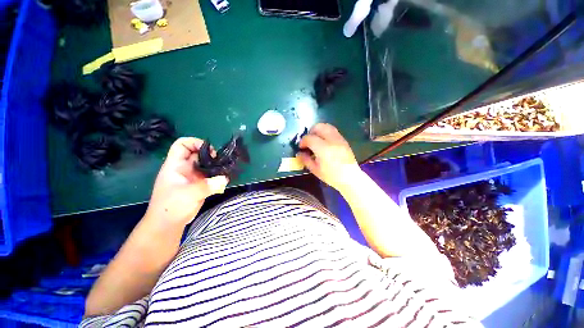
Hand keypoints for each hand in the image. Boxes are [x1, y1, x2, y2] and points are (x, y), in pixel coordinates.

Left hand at [144, 138, 228, 226]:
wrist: (169, 224)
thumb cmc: (170, 207)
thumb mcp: (188, 194)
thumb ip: (206, 186)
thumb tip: (225, 178)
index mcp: (176, 165)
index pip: (182, 145)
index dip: (195, 143)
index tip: (210, 151)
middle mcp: (185, 168)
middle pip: (198, 153)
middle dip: (211, 155)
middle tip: (221, 161)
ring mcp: (193, 176)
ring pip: (207, 164)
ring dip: (217, 166)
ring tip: (226, 170)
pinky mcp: (200, 184)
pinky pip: (211, 175)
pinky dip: (218, 176)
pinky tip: (224, 180)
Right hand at [297, 123, 361, 191]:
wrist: (350, 178)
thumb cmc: (331, 176)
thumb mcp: (315, 170)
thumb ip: (306, 159)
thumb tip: (300, 153)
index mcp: (323, 148)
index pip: (309, 138)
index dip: (303, 141)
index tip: (301, 147)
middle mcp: (331, 140)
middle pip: (319, 127)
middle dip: (311, 132)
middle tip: (308, 140)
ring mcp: (339, 139)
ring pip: (327, 126)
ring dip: (319, 130)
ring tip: (316, 140)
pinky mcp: (344, 140)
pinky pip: (333, 131)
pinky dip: (326, 133)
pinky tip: (324, 143)